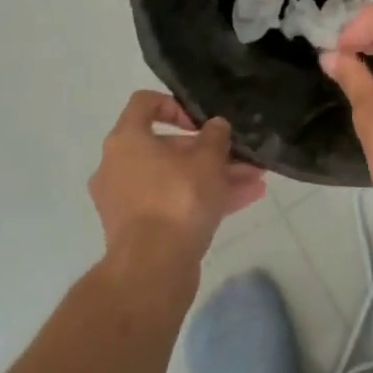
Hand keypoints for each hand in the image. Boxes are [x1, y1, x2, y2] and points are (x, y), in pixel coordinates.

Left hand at [89, 92, 266, 273]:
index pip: (145, 104)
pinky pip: (173, 204)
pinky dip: (204, 200)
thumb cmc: (177, 199)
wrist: (152, 269)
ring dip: (215, 177)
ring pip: (176, 179)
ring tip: (255, 179)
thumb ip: (215, 137)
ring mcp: (126, 201)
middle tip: (240, 156)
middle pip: (167, 147)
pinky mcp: (138, 230)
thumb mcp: (207, 160)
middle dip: (210, 151)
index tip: (201, 122)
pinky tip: (246, 200)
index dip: (176, 105)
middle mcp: (118, 166)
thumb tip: (216, 125)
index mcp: (126, 140)